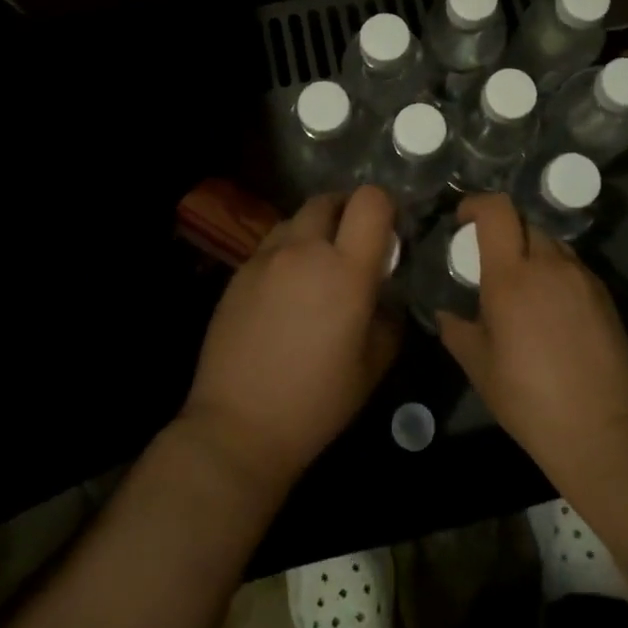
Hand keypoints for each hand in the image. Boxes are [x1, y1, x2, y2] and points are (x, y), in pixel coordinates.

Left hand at [181, 185, 401, 492]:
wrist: (238, 427)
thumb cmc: (316, 402)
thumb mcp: (374, 364)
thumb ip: (389, 315)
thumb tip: (387, 290)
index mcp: (346, 270)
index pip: (371, 200)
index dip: (385, 207)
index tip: (388, 232)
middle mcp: (304, 250)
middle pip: (329, 199)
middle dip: (347, 212)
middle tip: (353, 245)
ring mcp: (266, 257)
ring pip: (296, 219)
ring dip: (314, 231)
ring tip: (317, 266)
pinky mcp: (239, 272)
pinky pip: (271, 244)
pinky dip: (287, 252)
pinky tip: (286, 290)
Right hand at [437, 194, 627, 486]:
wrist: (604, 431)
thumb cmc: (530, 400)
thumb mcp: (480, 367)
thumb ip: (456, 330)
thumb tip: (446, 313)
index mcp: (511, 276)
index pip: (497, 210)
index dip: (476, 204)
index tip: (462, 221)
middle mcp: (549, 264)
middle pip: (523, 222)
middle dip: (502, 232)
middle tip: (490, 264)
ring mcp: (581, 276)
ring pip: (550, 242)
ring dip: (530, 251)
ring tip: (522, 288)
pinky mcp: (604, 293)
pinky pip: (571, 265)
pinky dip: (554, 272)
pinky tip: (550, 309)